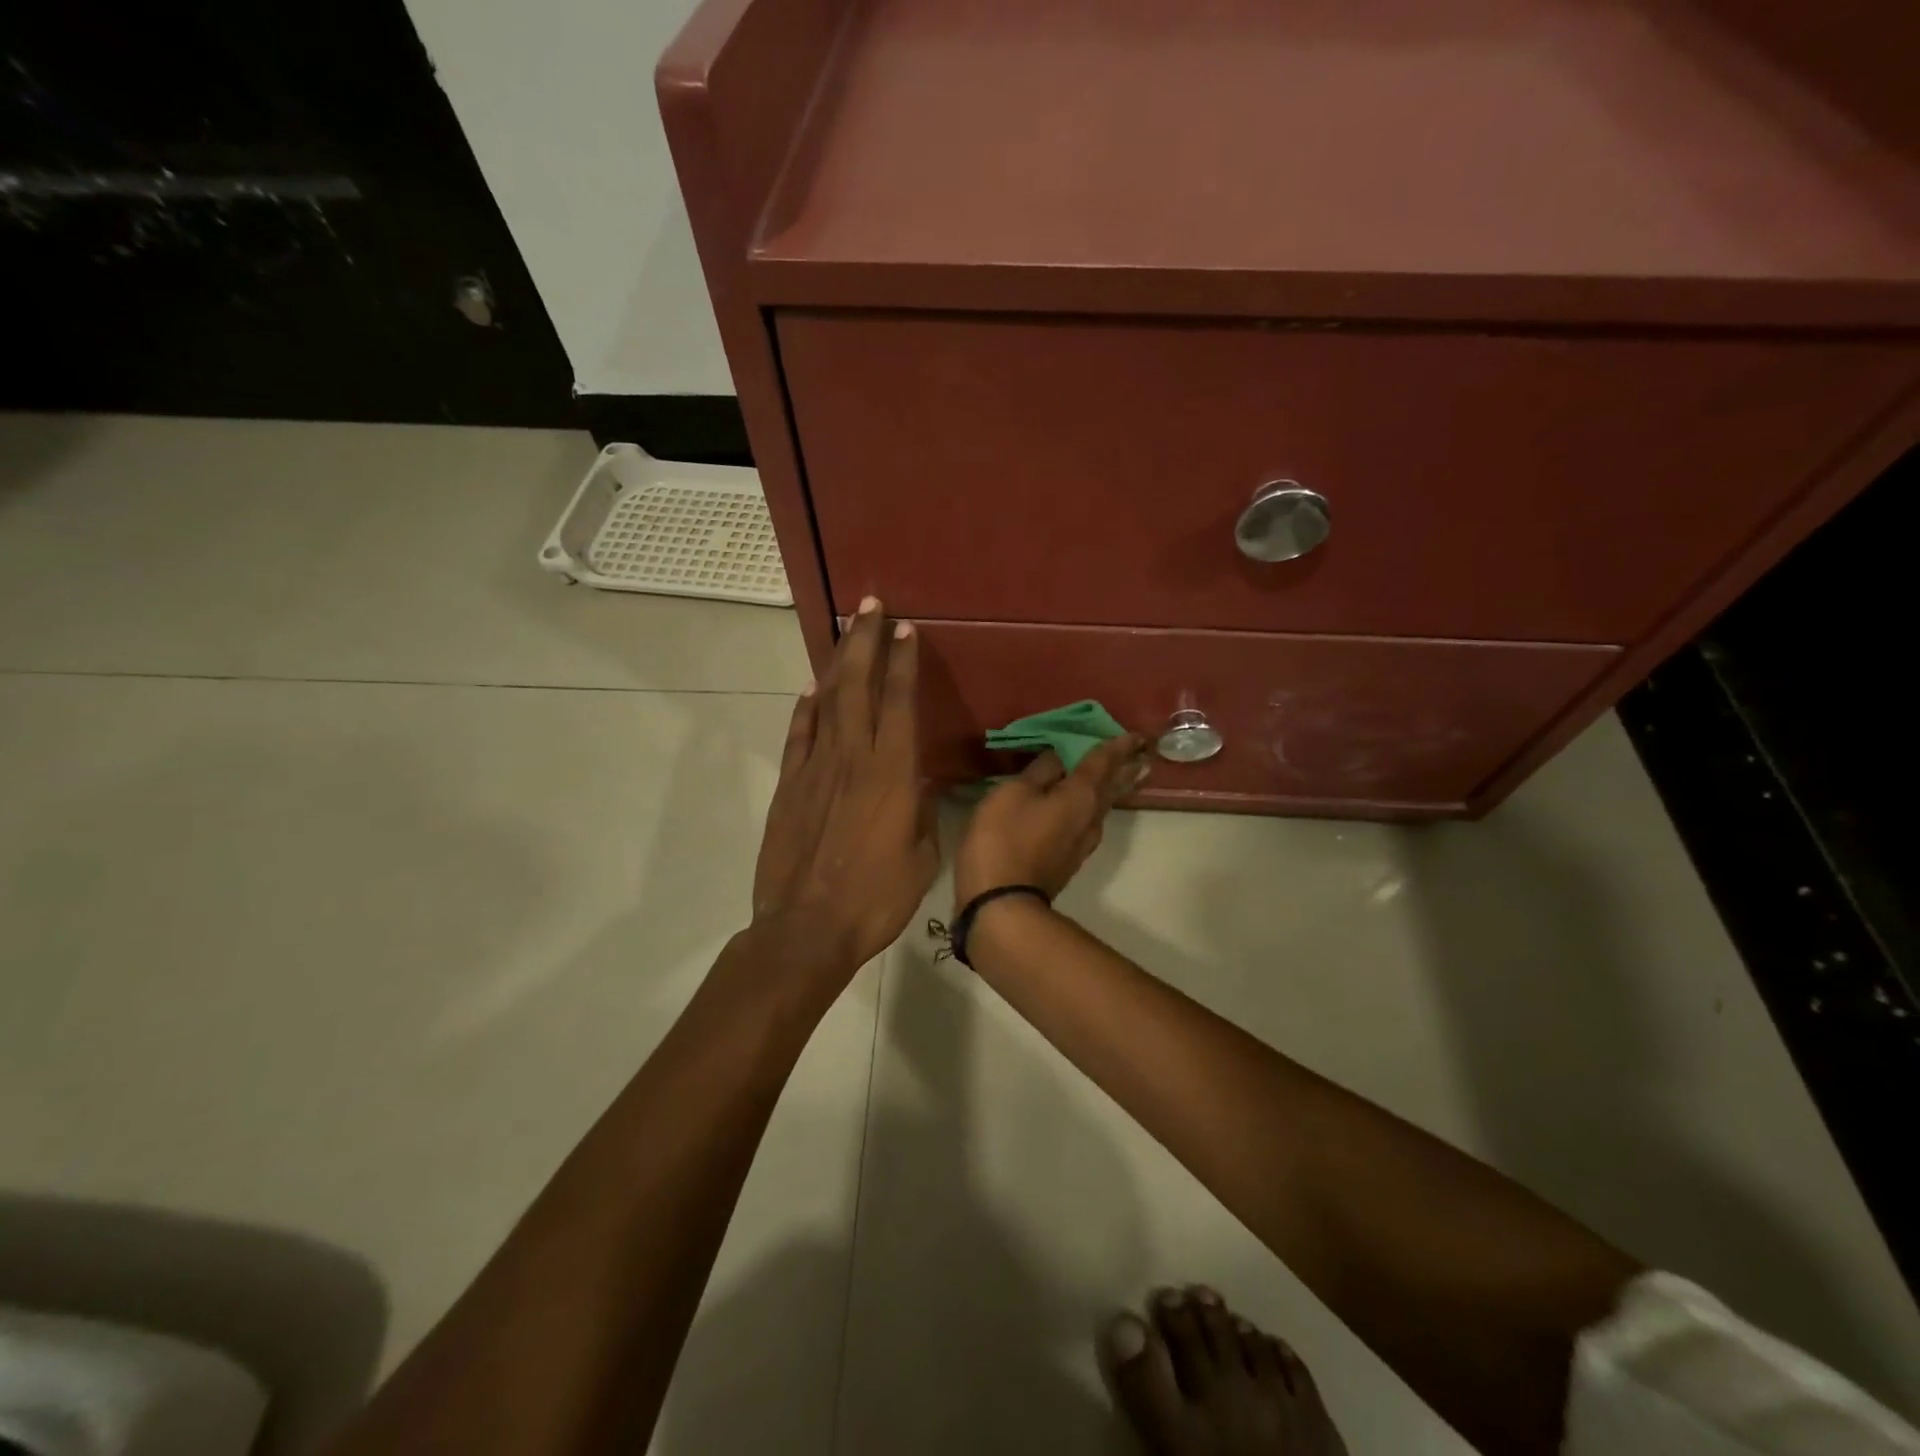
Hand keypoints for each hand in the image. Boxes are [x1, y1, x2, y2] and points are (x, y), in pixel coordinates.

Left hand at [750, 599, 938, 985]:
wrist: (806, 928)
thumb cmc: (876, 898)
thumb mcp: (921, 856)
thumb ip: (921, 810)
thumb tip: (916, 782)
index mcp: (892, 774)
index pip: (900, 703)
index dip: (903, 662)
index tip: (905, 629)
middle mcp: (853, 758)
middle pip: (858, 686)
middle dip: (865, 641)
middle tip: (870, 606)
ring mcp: (815, 769)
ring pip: (827, 701)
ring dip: (837, 663)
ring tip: (844, 631)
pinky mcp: (790, 786)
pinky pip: (800, 735)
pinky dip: (806, 708)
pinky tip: (813, 690)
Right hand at [954, 734, 1149, 908]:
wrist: (1003, 904)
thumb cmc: (1004, 840)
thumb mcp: (1013, 794)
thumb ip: (1039, 771)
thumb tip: (1060, 755)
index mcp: (1080, 794)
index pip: (1103, 762)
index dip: (1117, 745)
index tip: (1136, 734)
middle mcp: (1091, 816)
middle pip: (1113, 786)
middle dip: (1127, 767)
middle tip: (1144, 752)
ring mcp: (1083, 842)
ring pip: (1104, 805)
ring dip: (1117, 787)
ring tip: (1127, 773)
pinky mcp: (1071, 859)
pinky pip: (1091, 820)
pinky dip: (1096, 804)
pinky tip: (1091, 804)